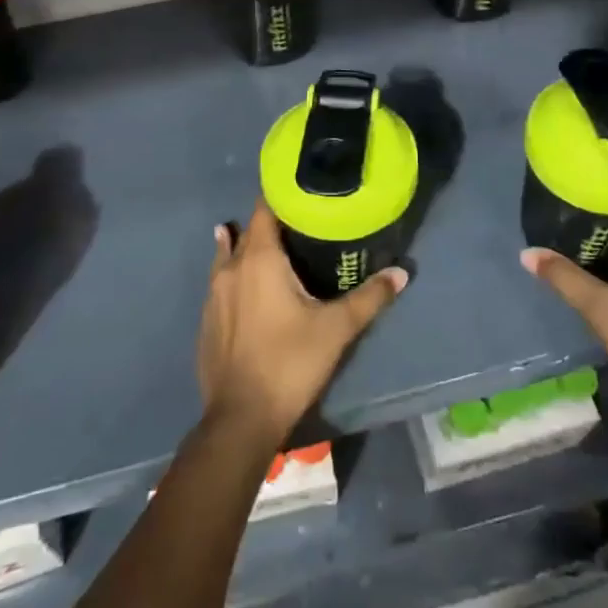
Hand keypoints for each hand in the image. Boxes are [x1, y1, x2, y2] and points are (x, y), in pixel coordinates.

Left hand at [198, 202, 407, 450]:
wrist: (241, 419)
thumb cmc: (290, 363)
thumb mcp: (336, 329)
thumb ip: (369, 298)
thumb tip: (401, 273)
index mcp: (259, 260)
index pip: (265, 210)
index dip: (282, 196)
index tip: (302, 189)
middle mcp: (231, 269)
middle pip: (247, 232)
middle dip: (270, 222)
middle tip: (299, 220)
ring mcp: (213, 295)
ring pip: (228, 257)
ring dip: (245, 246)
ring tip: (268, 241)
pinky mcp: (206, 320)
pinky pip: (221, 283)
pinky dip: (234, 274)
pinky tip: (246, 285)